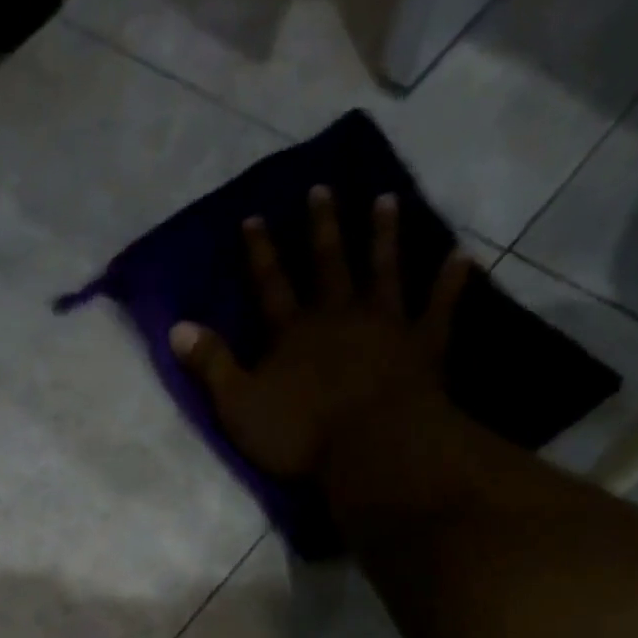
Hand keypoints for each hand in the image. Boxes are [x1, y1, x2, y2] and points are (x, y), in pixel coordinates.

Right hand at [170, 188, 475, 485]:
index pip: (270, 284)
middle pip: (329, 264)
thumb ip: (212, 365)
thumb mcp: (238, 406)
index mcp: (292, 332)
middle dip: (322, 228)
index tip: (254, 217)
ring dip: (384, 237)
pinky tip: (461, 256)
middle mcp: (339, 316)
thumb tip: (176, 328)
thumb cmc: (299, 434)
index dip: (260, 252)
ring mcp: (386, 326)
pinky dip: (449, 282)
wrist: (372, 448)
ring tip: (387, 201)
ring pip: (384, 271)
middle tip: (322, 188)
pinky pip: (439, 307)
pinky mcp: (424, 346)